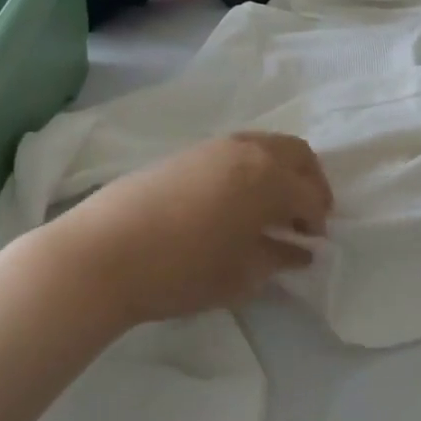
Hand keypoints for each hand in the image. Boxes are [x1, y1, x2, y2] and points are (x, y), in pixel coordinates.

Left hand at [34, 133, 332, 328]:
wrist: (102, 253)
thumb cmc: (181, 270)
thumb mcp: (240, 275)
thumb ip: (277, 258)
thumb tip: (300, 251)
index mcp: (269, 179)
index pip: (310, 195)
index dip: (318, 220)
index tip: (313, 243)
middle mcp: (249, 151)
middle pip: (298, 153)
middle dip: (310, 182)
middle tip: (305, 215)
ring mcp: (216, 146)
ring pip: (267, 145)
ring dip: (281, 170)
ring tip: (271, 207)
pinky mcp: (188, 151)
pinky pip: (238, 149)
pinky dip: (253, 167)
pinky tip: (236, 200)